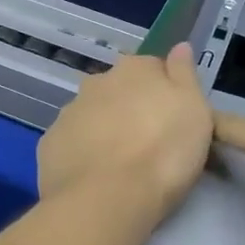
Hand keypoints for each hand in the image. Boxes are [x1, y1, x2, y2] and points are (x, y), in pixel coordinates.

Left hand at [38, 45, 211, 218]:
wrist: (107, 198)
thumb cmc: (163, 152)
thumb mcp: (195, 111)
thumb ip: (185, 75)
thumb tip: (179, 46)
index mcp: (134, 69)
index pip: (154, 68)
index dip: (165, 92)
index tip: (173, 119)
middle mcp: (97, 82)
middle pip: (119, 90)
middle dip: (130, 108)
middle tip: (147, 142)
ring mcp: (69, 112)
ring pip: (92, 114)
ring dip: (104, 130)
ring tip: (120, 164)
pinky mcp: (50, 142)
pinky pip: (72, 141)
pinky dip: (82, 152)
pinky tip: (94, 175)